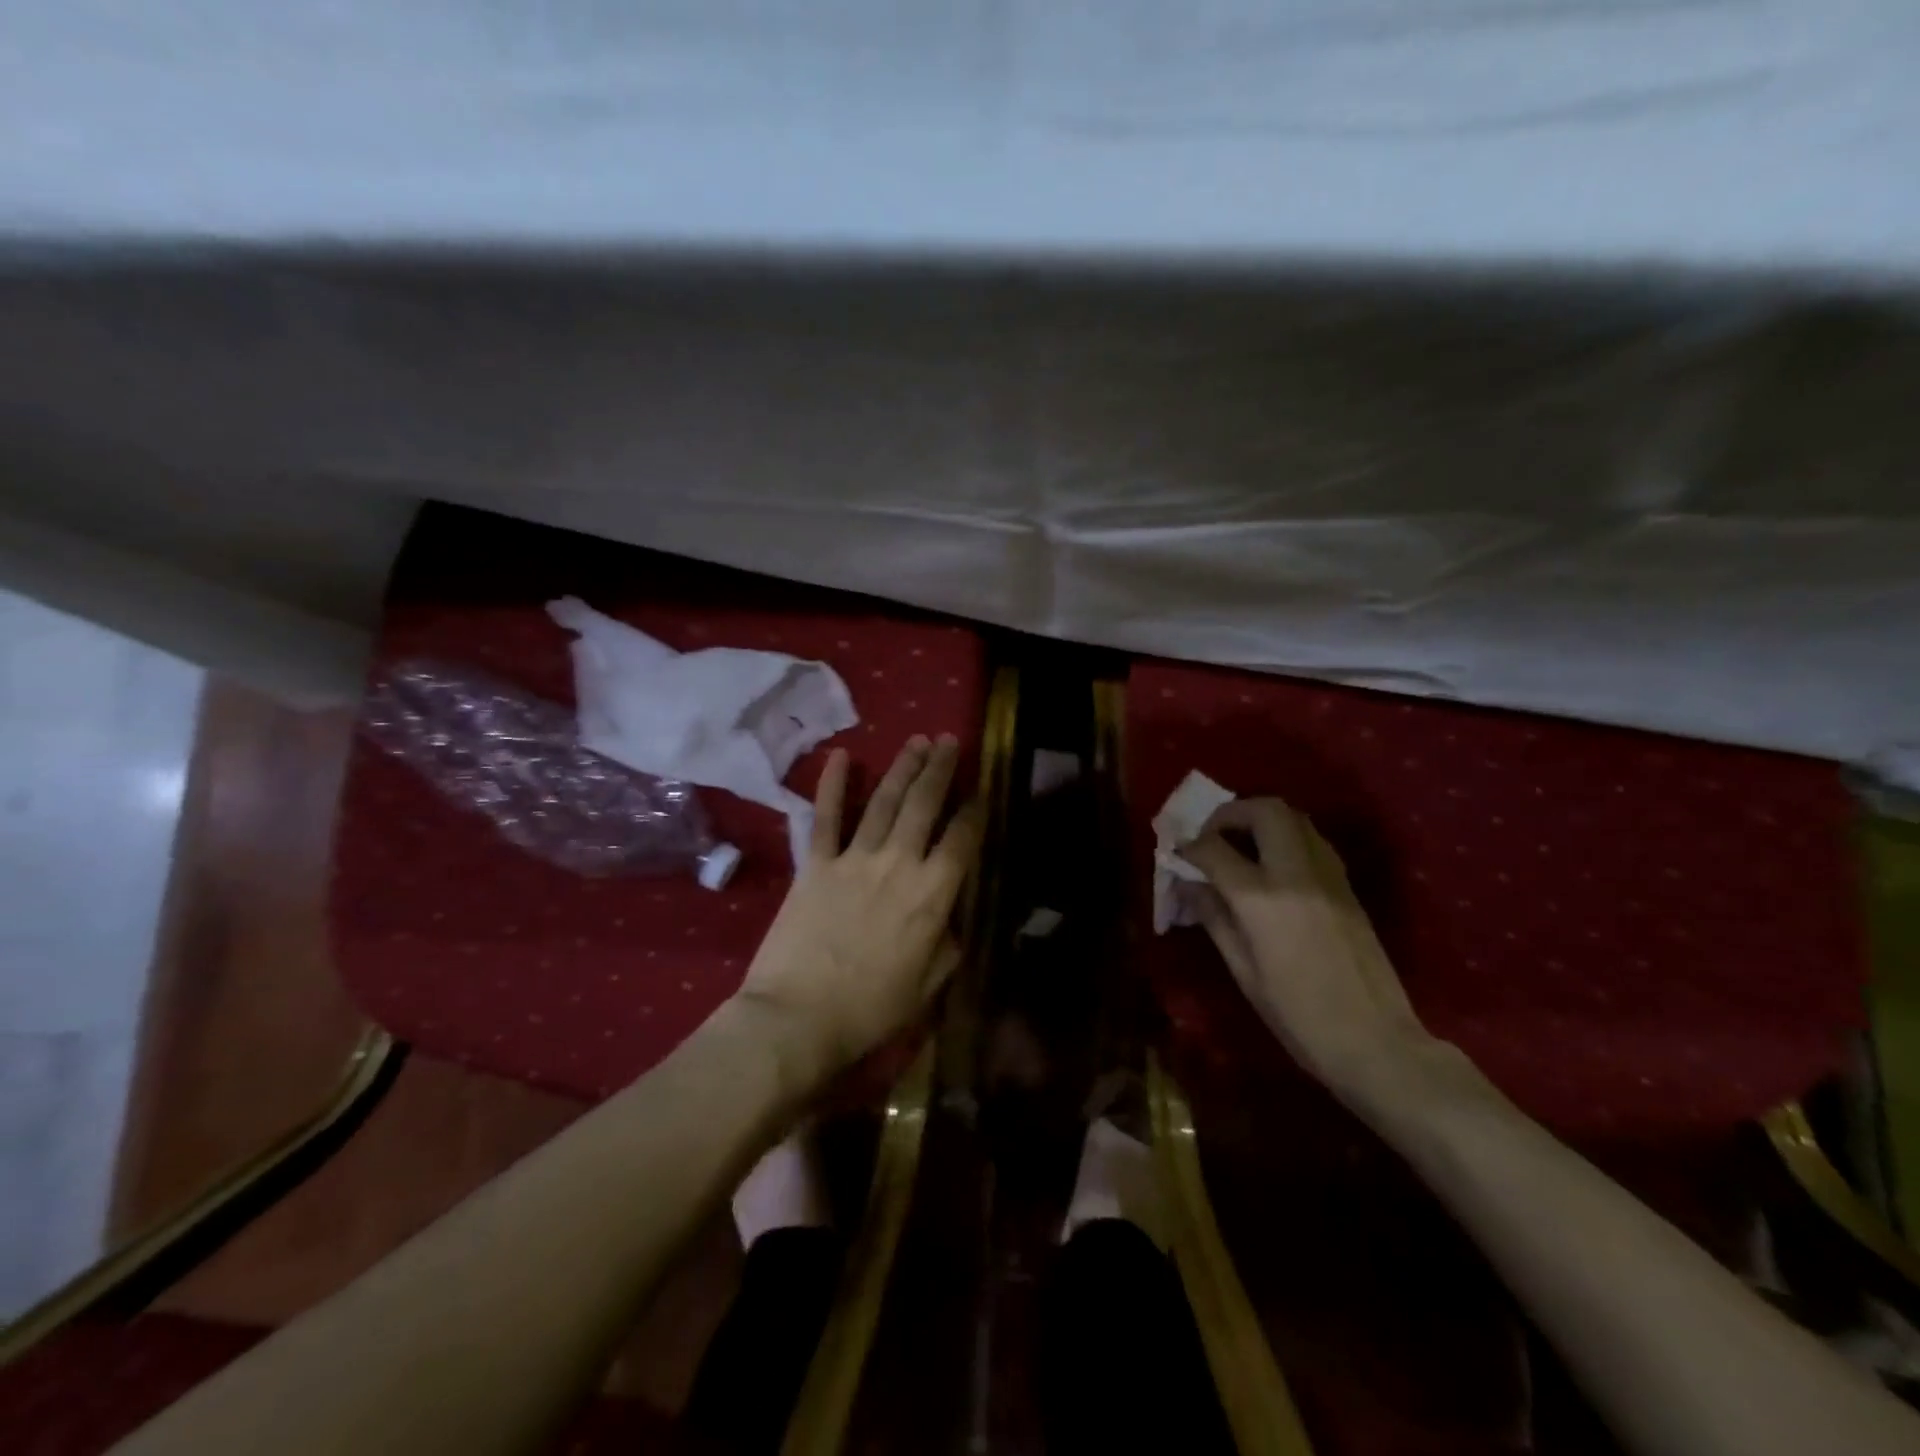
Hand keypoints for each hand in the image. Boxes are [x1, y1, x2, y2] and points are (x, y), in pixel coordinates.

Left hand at [736, 735, 983, 1081]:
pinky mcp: (815, 864)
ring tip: (917, 742)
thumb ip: (947, 945)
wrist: (797, 1018)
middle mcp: (898, 864)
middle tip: (949, 741)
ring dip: (902, 768)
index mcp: (932, 896)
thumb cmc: (869, 1011)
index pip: (961, 841)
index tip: (980, 791)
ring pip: (883, 802)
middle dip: (940, 770)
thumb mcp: (927, 987)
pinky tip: (840, 755)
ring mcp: (854, 859)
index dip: (975, 812)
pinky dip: (831, 785)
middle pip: (924, 806)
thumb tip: (951, 919)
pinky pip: (824, 817)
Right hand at [1181, 798, 1438, 1101]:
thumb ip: (1214, 918)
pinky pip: (1313, 840)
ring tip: (1241, 845)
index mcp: (1262, 899)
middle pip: (1264, 810)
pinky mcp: (1347, 886)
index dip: (1189, 847)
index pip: (1214, 849)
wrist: (1375, 1042)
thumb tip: (1188, 885)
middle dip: (1230, 814)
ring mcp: (1328, 876)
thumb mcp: (1243, 971)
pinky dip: (1287, 837)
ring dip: (1261, 819)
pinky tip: (1274, 867)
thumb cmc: (1298, 1016)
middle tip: (1212, 836)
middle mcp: (1296, 874)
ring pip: (1295, 817)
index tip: (1177, 854)